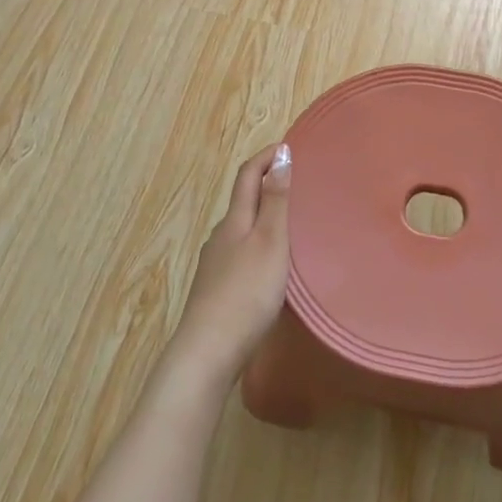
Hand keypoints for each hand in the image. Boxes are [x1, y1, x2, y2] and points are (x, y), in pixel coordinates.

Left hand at [167, 144, 292, 389]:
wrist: (206, 355)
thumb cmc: (245, 293)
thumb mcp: (270, 242)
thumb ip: (275, 200)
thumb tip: (280, 154)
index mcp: (234, 220)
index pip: (247, 174)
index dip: (265, 156)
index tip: (288, 146)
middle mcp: (220, 236)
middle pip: (242, 201)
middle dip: (265, 185)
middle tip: (295, 184)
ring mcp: (214, 266)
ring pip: (240, 229)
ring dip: (261, 217)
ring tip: (288, 225)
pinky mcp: (214, 291)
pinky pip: (239, 254)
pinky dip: (256, 245)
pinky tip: (268, 266)